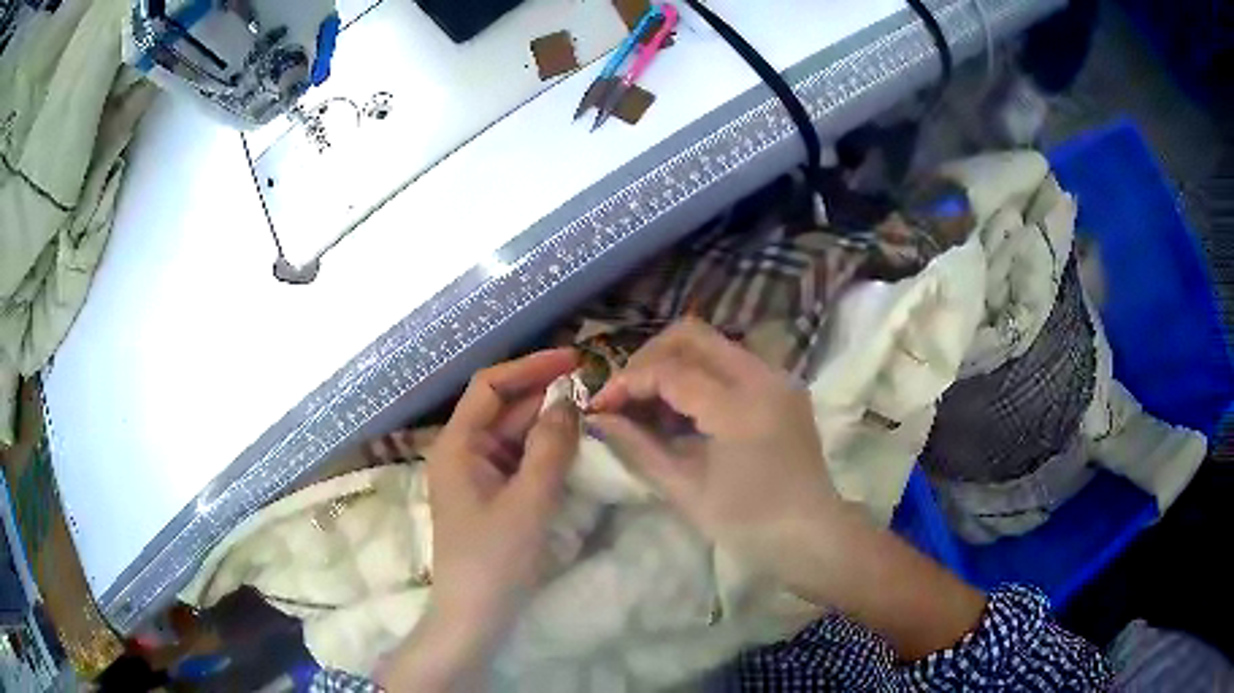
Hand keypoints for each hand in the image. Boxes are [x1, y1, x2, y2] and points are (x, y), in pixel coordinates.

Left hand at [377, 349, 580, 691]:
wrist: (475, 616)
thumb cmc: (495, 559)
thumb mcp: (529, 501)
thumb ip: (550, 447)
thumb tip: (567, 401)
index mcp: (458, 445)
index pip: (490, 386)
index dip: (530, 367)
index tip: (574, 361)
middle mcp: (462, 453)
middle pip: (503, 409)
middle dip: (544, 396)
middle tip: (593, 390)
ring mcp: (475, 476)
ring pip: (513, 436)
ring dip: (547, 425)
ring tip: (590, 416)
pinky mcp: (490, 497)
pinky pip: (518, 462)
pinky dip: (543, 452)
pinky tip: (572, 451)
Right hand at [588, 319, 985, 660]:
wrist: (812, 535)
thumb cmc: (749, 524)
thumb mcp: (685, 490)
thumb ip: (637, 446)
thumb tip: (599, 418)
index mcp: (740, 406)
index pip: (669, 370)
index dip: (626, 382)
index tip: (598, 405)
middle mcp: (763, 376)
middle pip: (691, 335)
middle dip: (648, 358)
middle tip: (625, 395)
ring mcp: (777, 377)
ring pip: (711, 343)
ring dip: (672, 363)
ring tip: (649, 404)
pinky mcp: (782, 386)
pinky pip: (730, 362)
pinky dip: (698, 374)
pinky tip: (683, 409)